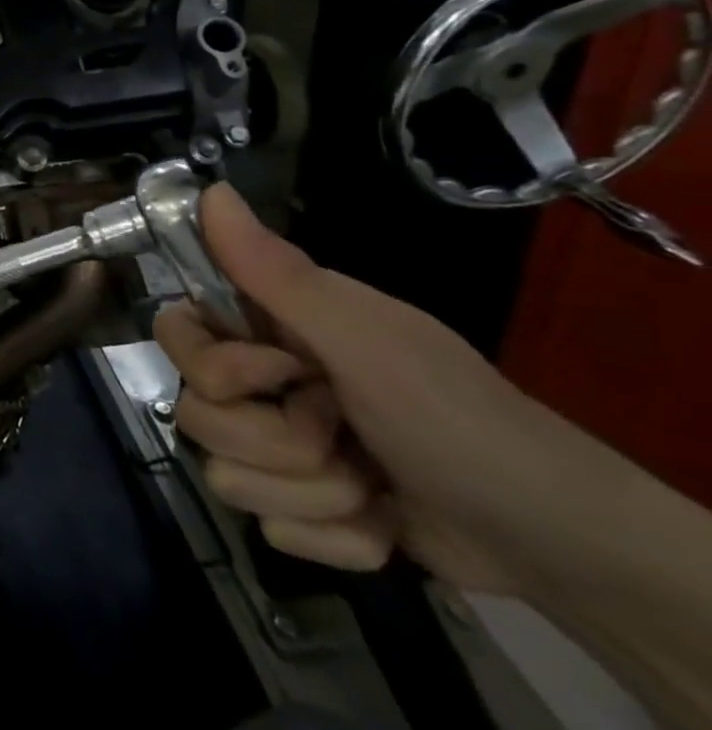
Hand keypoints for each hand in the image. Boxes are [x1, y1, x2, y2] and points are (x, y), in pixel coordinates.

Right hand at [154, 185, 566, 594]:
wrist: (554, 539)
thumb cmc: (455, 416)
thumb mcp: (364, 339)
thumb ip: (275, 271)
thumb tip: (208, 189)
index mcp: (267, 330)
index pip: (175, 330)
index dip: (213, 363)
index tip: (279, 372)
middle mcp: (260, 384)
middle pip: (195, 412)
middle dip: (275, 440)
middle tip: (341, 431)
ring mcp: (277, 450)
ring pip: (227, 476)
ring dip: (314, 492)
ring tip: (372, 485)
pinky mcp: (300, 508)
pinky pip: (272, 527)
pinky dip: (336, 534)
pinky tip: (380, 522)